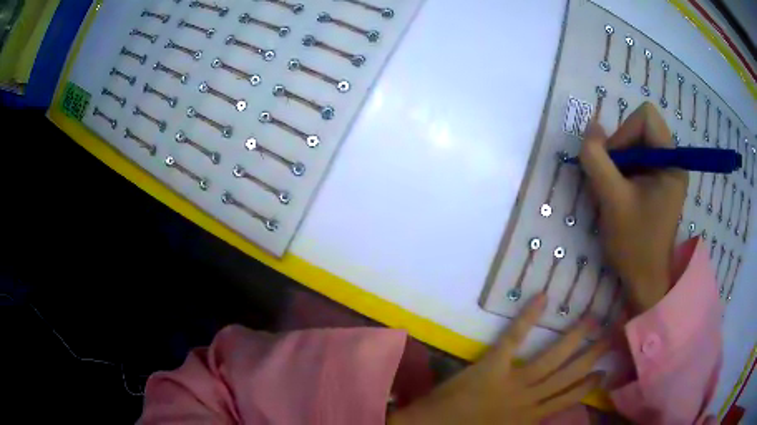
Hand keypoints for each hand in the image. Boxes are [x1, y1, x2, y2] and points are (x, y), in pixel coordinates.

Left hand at [387, 294, 607, 424]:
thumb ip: (528, 421)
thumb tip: (550, 409)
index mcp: (530, 417)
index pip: (569, 399)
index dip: (589, 385)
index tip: (605, 371)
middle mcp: (529, 400)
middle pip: (569, 375)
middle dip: (593, 356)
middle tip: (611, 336)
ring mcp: (512, 383)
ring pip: (552, 359)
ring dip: (575, 338)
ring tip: (593, 319)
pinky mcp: (491, 366)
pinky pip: (514, 339)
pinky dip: (528, 318)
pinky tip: (542, 298)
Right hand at [579, 102, 687, 311]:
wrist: (644, 279)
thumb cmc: (634, 244)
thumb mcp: (612, 200)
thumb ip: (597, 159)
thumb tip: (591, 128)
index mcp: (671, 162)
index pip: (645, 117)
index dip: (624, 132)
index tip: (614, 164)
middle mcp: (672, 161)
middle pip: (639, 128)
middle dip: (620, 148)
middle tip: (610, 179)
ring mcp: (665, 172)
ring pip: (635, 143)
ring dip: (618, 162)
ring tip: (613, 191)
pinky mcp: (658, 183)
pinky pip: (637, 159)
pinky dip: (622, 171)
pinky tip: (618, 194)